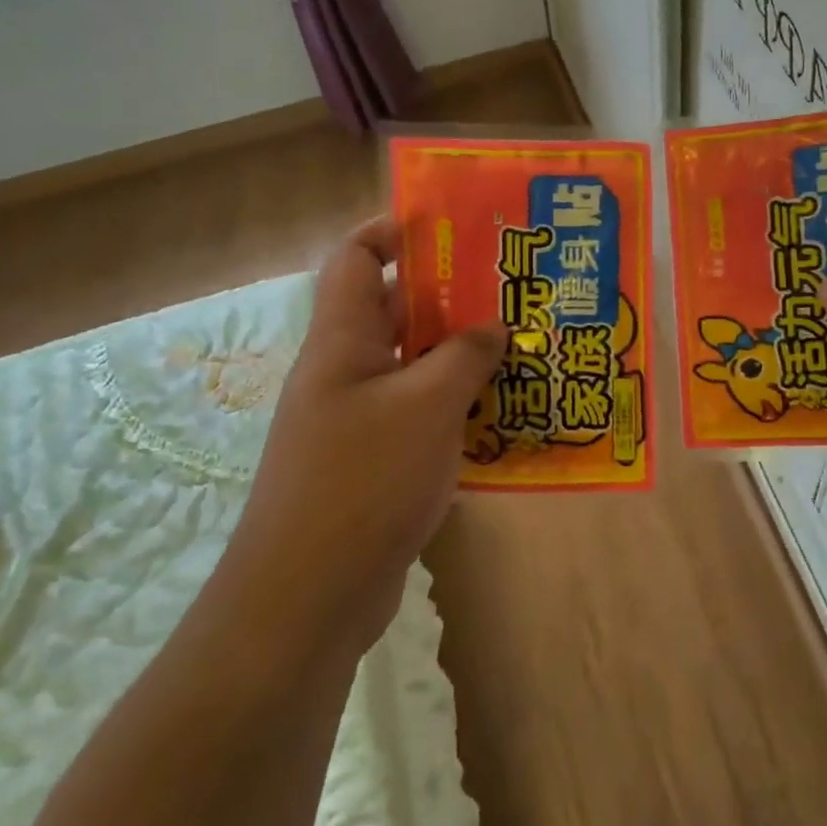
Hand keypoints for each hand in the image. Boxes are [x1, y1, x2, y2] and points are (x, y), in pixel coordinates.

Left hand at [228, 216, 505, 654]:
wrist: (309, 595)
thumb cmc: (364, 481)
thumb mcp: (426, 406)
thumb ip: (464, 356)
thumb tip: (492, 325)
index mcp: (342, 342)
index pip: (354, 258)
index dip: (393, 232)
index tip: (449, 229)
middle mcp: (343, 373)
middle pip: (392, 312)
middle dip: (446, 297)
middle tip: (507, 292)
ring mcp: (354, 422)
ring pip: (410, 368)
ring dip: (457, 358)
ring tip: (516, 350)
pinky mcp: (371, 464)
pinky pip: (416, 416)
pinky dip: (453, 408)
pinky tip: (499, 418)